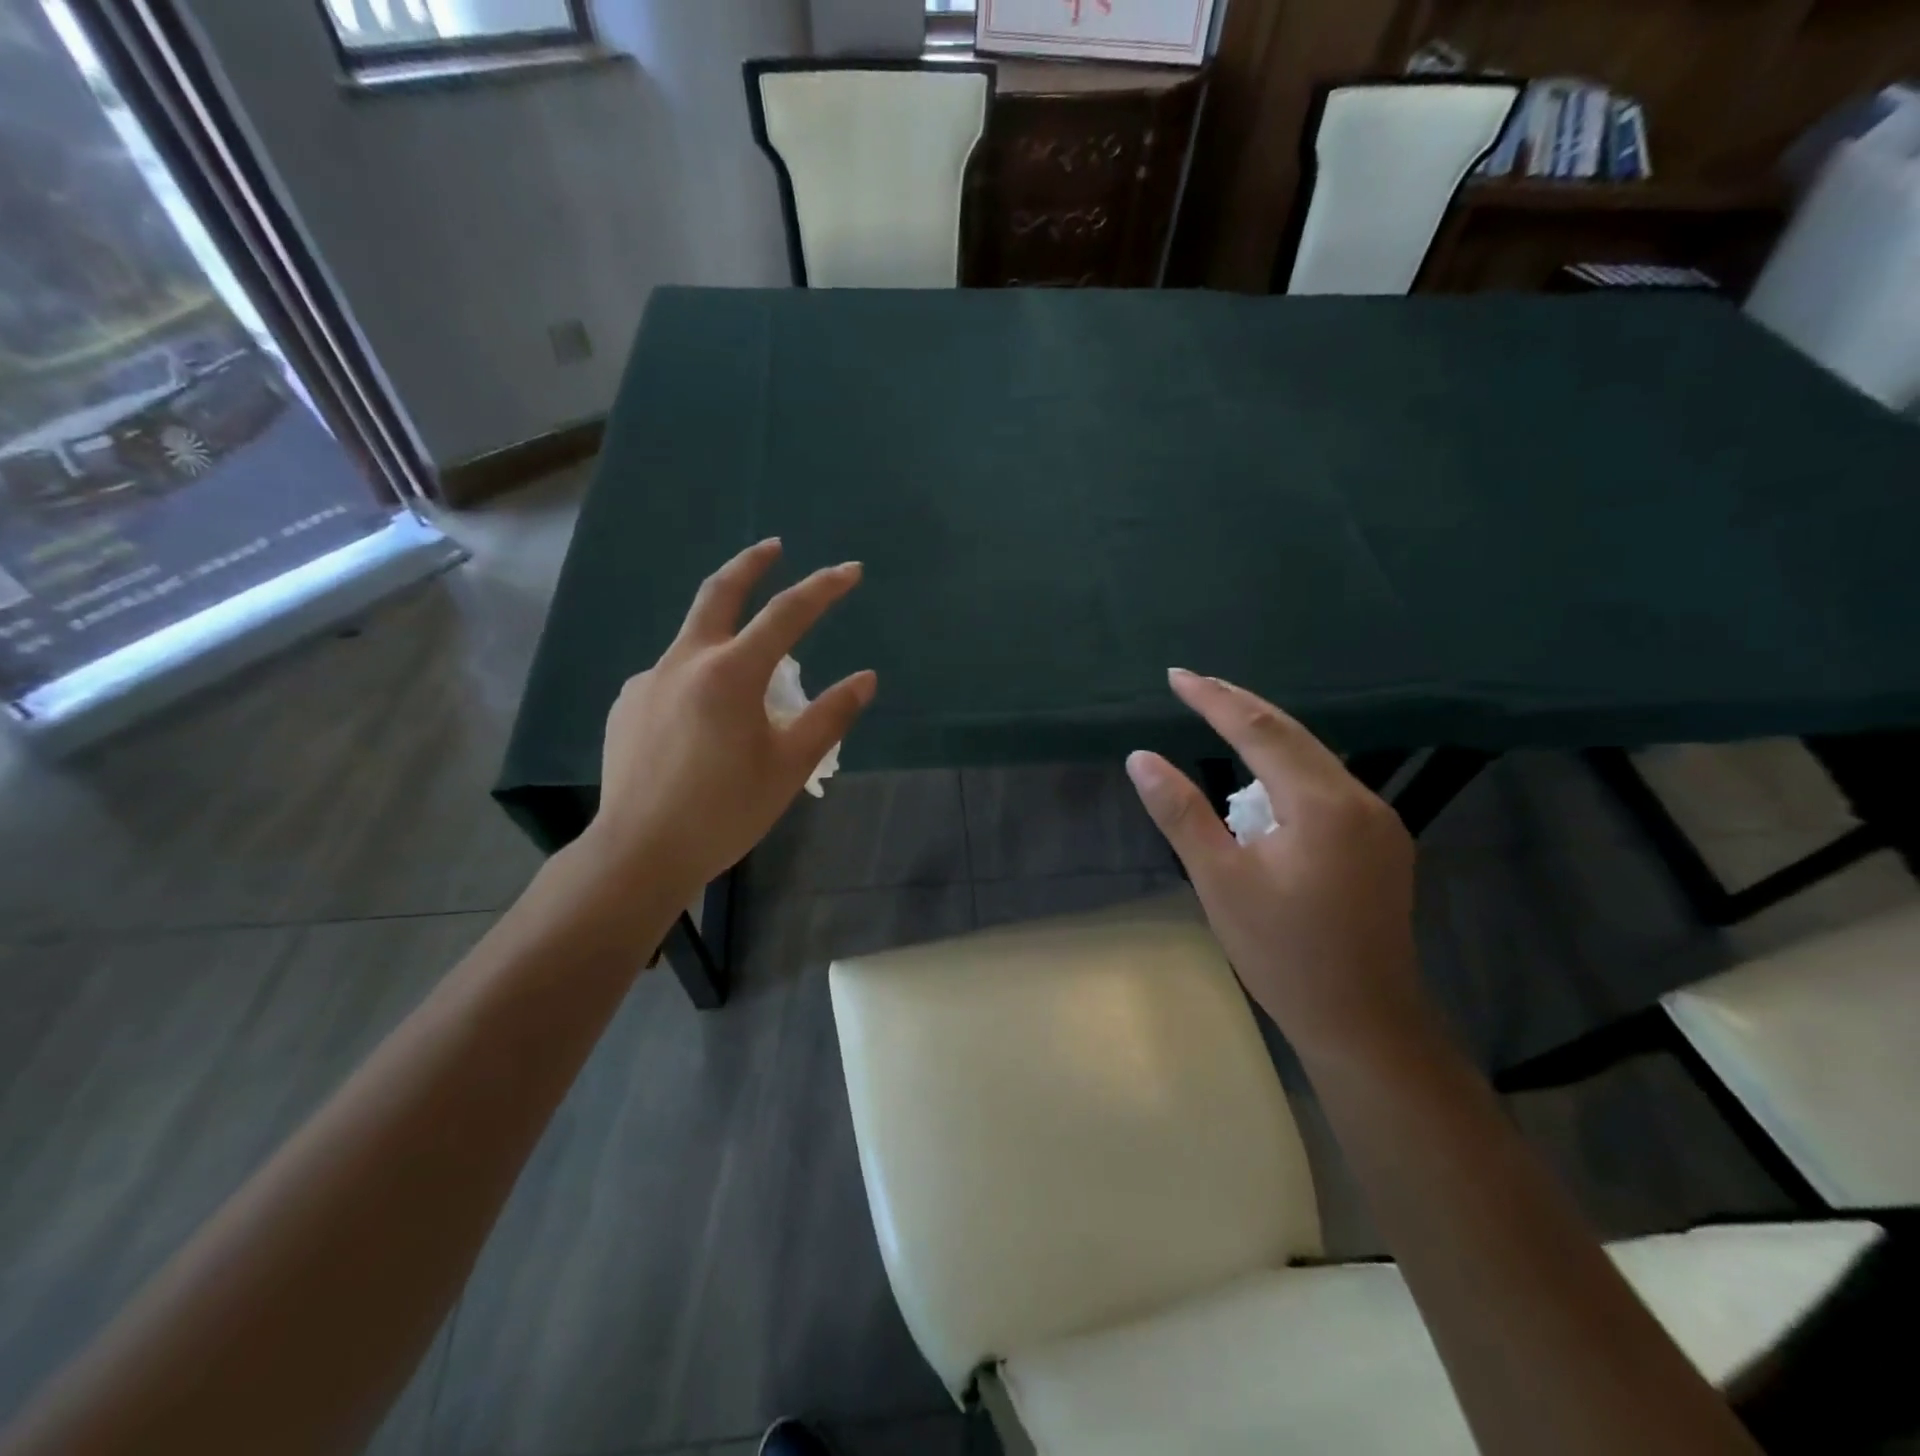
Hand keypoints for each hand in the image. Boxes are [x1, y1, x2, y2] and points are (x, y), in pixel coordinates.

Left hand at [570, 539, 875, 910]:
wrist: (640, 852)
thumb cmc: (725, 811)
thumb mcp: (790, 767)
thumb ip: (829, 717)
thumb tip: (865, 679)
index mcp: (730, 673)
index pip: (786, 615)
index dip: (823, 589)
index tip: (850, 570)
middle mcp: (685, 661)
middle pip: (718, 593)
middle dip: (750, 564)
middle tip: (774, 547)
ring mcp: (648, 680)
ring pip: (695, 642)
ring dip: (726, 638)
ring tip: (749, 684)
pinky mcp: (627, 704)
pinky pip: (672, 678)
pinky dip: (699, 681)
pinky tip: (703, 724)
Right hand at [1125, 670, 1432, 1060]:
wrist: (1364, 1022)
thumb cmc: (1283, 954)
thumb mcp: (1220, 881)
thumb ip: (1181, 813)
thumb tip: (1141, 758)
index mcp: (1322, 805)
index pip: (1260, 732)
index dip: (1214, 699)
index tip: (1175, 676)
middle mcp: (1360, 800)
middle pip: (1293, 734)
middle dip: (1240, 705)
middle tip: (1193, 683)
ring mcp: (1378, 821)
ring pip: (1313, 758)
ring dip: (1265, 736)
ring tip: (1219, 718)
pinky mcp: (1381, 842)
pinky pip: (1326, 784)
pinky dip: (1287, 768)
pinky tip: (1262, 778)